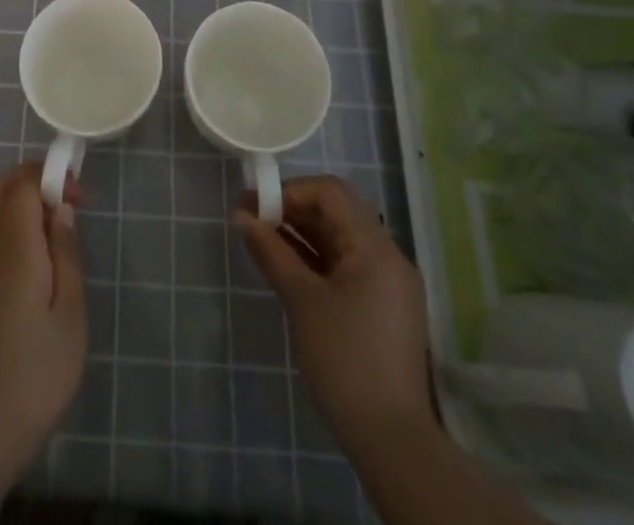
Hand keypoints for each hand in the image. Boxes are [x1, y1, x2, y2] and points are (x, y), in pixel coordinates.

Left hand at [0, 163, 85, 469]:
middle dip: (28, 176)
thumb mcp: (70, 314)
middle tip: (62, 192)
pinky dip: (13, 222)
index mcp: (15, 252)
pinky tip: (40, 252)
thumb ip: (66, 254)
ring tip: (56, 221)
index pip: (21, 187)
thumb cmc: (39, 373)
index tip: (78, 196)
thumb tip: (62, 209)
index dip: (49, 177)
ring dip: (19, 197)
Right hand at [237, 175, 433, 452]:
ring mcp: (389, 282)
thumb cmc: (344, 360)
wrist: (391, 441)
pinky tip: (287, 266)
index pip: (330, 193)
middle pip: (336, 212)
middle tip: (252, 219)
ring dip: (302, 234)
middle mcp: (388, 255)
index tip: (254, 205)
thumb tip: (242, 216)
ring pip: (340, 238)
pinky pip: (347, 264)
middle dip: (292, 210)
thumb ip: (271, 251)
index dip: (289, 192)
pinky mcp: (383, 306)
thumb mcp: (301, 300)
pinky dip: (316, 258)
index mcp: (375, 247)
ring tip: (262, 240)